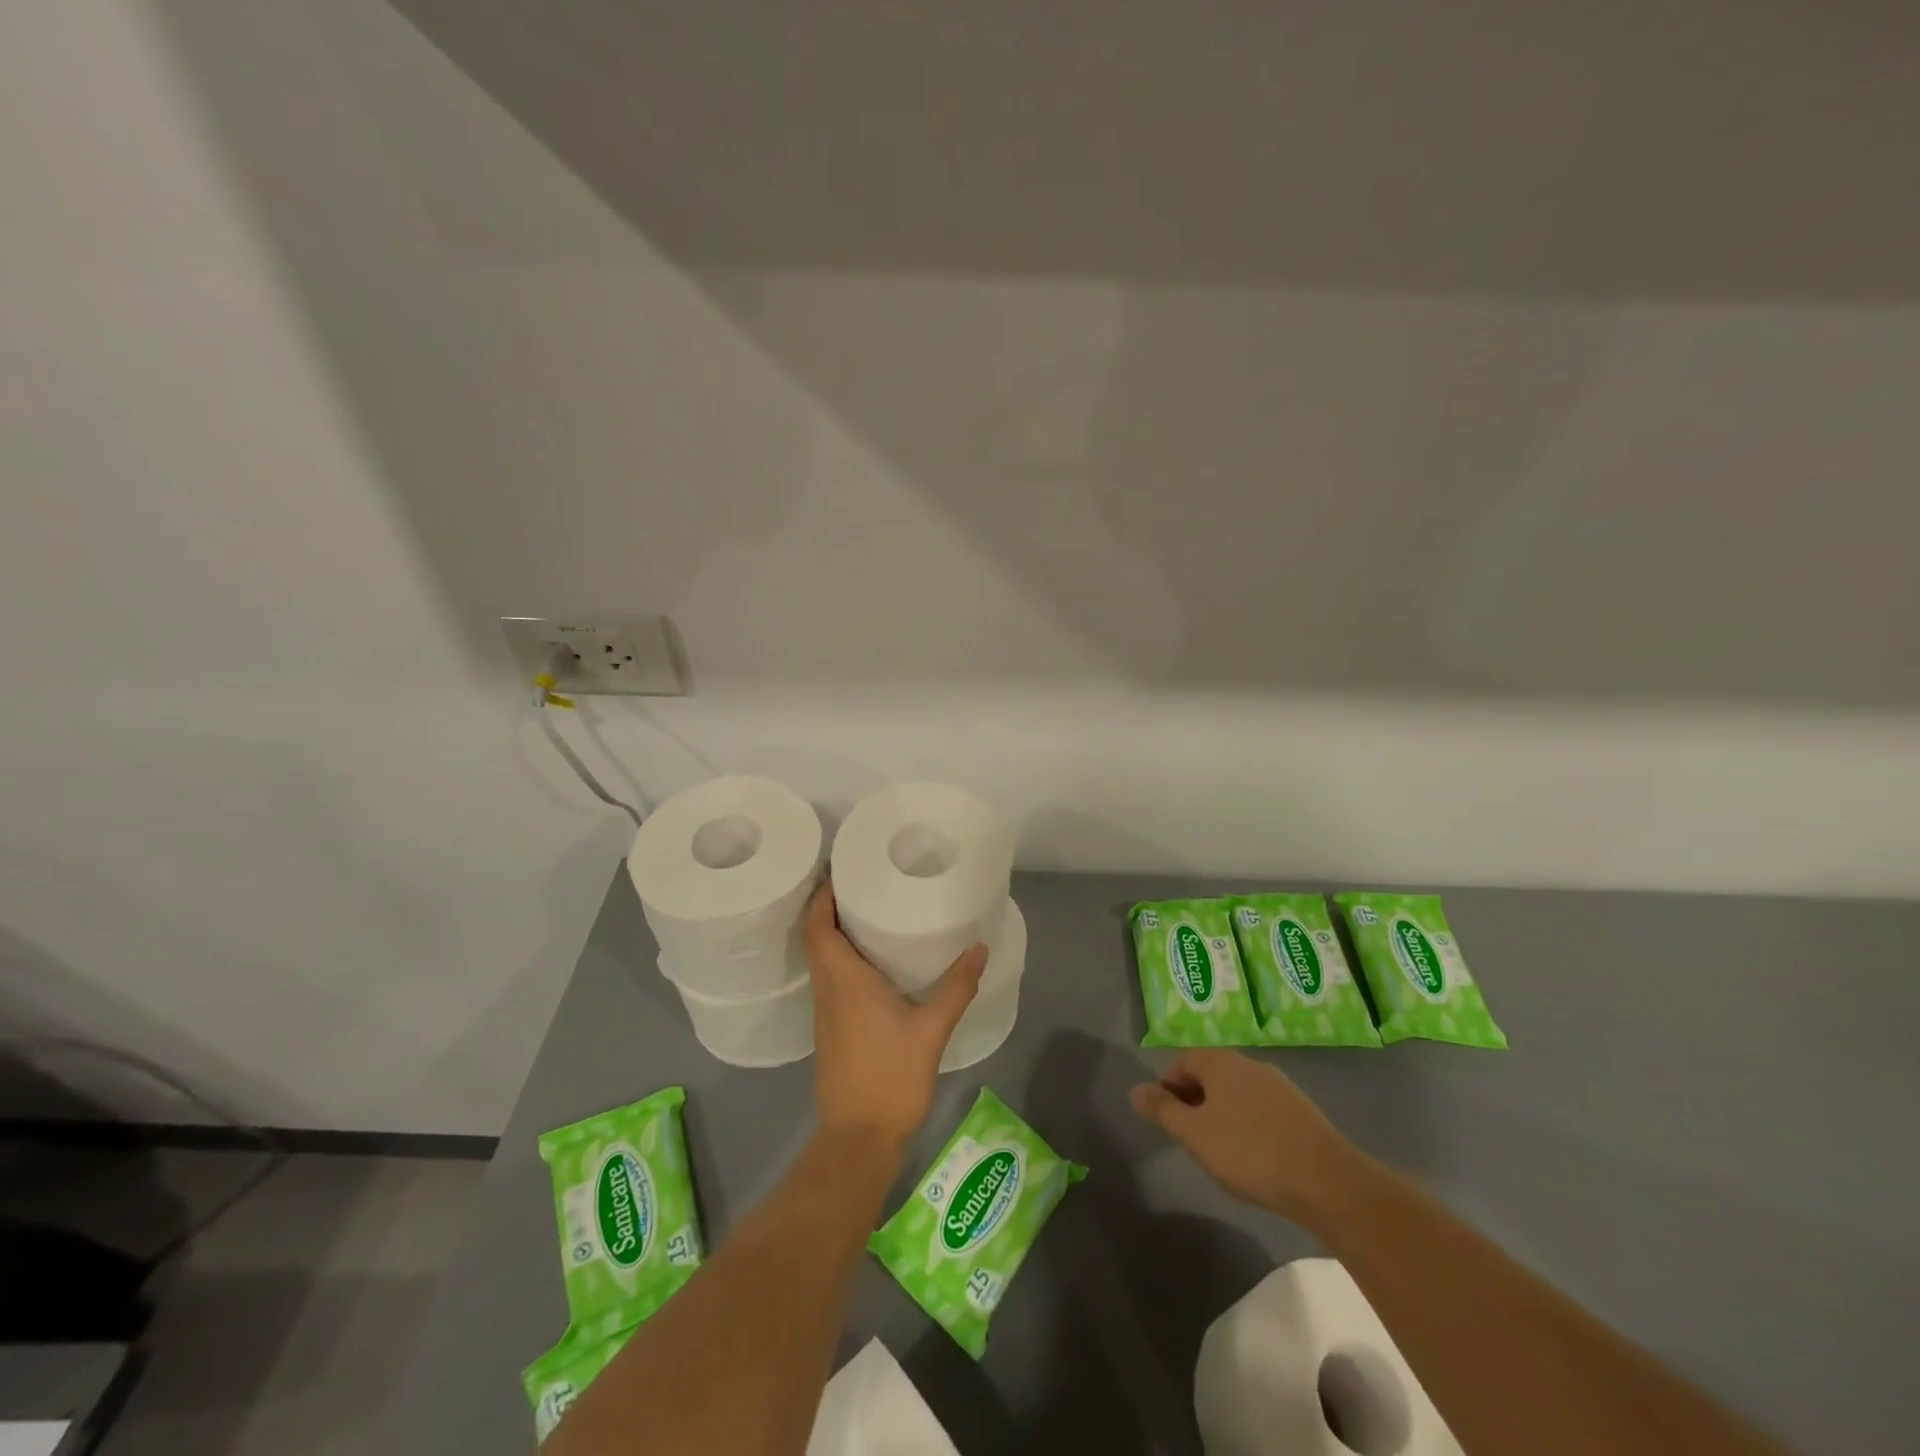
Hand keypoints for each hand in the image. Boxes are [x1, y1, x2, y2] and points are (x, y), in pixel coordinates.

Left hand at [804, 880, 986, 1154]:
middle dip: (829, 908)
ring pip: (821, 961)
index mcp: (844, 981)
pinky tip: (870, 964)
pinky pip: (830, 981)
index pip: (817, 928)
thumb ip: (956, 987)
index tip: (838, 873)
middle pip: (816, 939)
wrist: (858, 1138)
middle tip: (860, 885)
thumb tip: (979, 948)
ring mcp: (826, 1014)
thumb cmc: (890, 1077)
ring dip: (834, 934)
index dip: (821, 898)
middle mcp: (828, 991)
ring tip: (867, 914)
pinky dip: (841, 960)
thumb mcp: (931, 1030)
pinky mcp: (832, 1031)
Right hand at [1130, 1049, 1359, 1223]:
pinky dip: (1249, 1125)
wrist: (1326, 1181)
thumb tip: (1135, 1090)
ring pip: (1237, 1092)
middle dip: (1195, 1100)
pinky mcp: (1301, 1111)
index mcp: (1221, 1062)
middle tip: (1190, 1136)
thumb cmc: (1249, 1151)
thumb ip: (1162, 1110)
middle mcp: (1249, 1064)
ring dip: (1222, 1113)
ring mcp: (1279, 1086)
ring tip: (1220, 1150)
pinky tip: (1254, 1157)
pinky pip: (1261, 1109)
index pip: (1184, 1060)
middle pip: (1211, 1074)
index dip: (1169, 1085)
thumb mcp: (1194, 1134)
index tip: (1168, 1118)